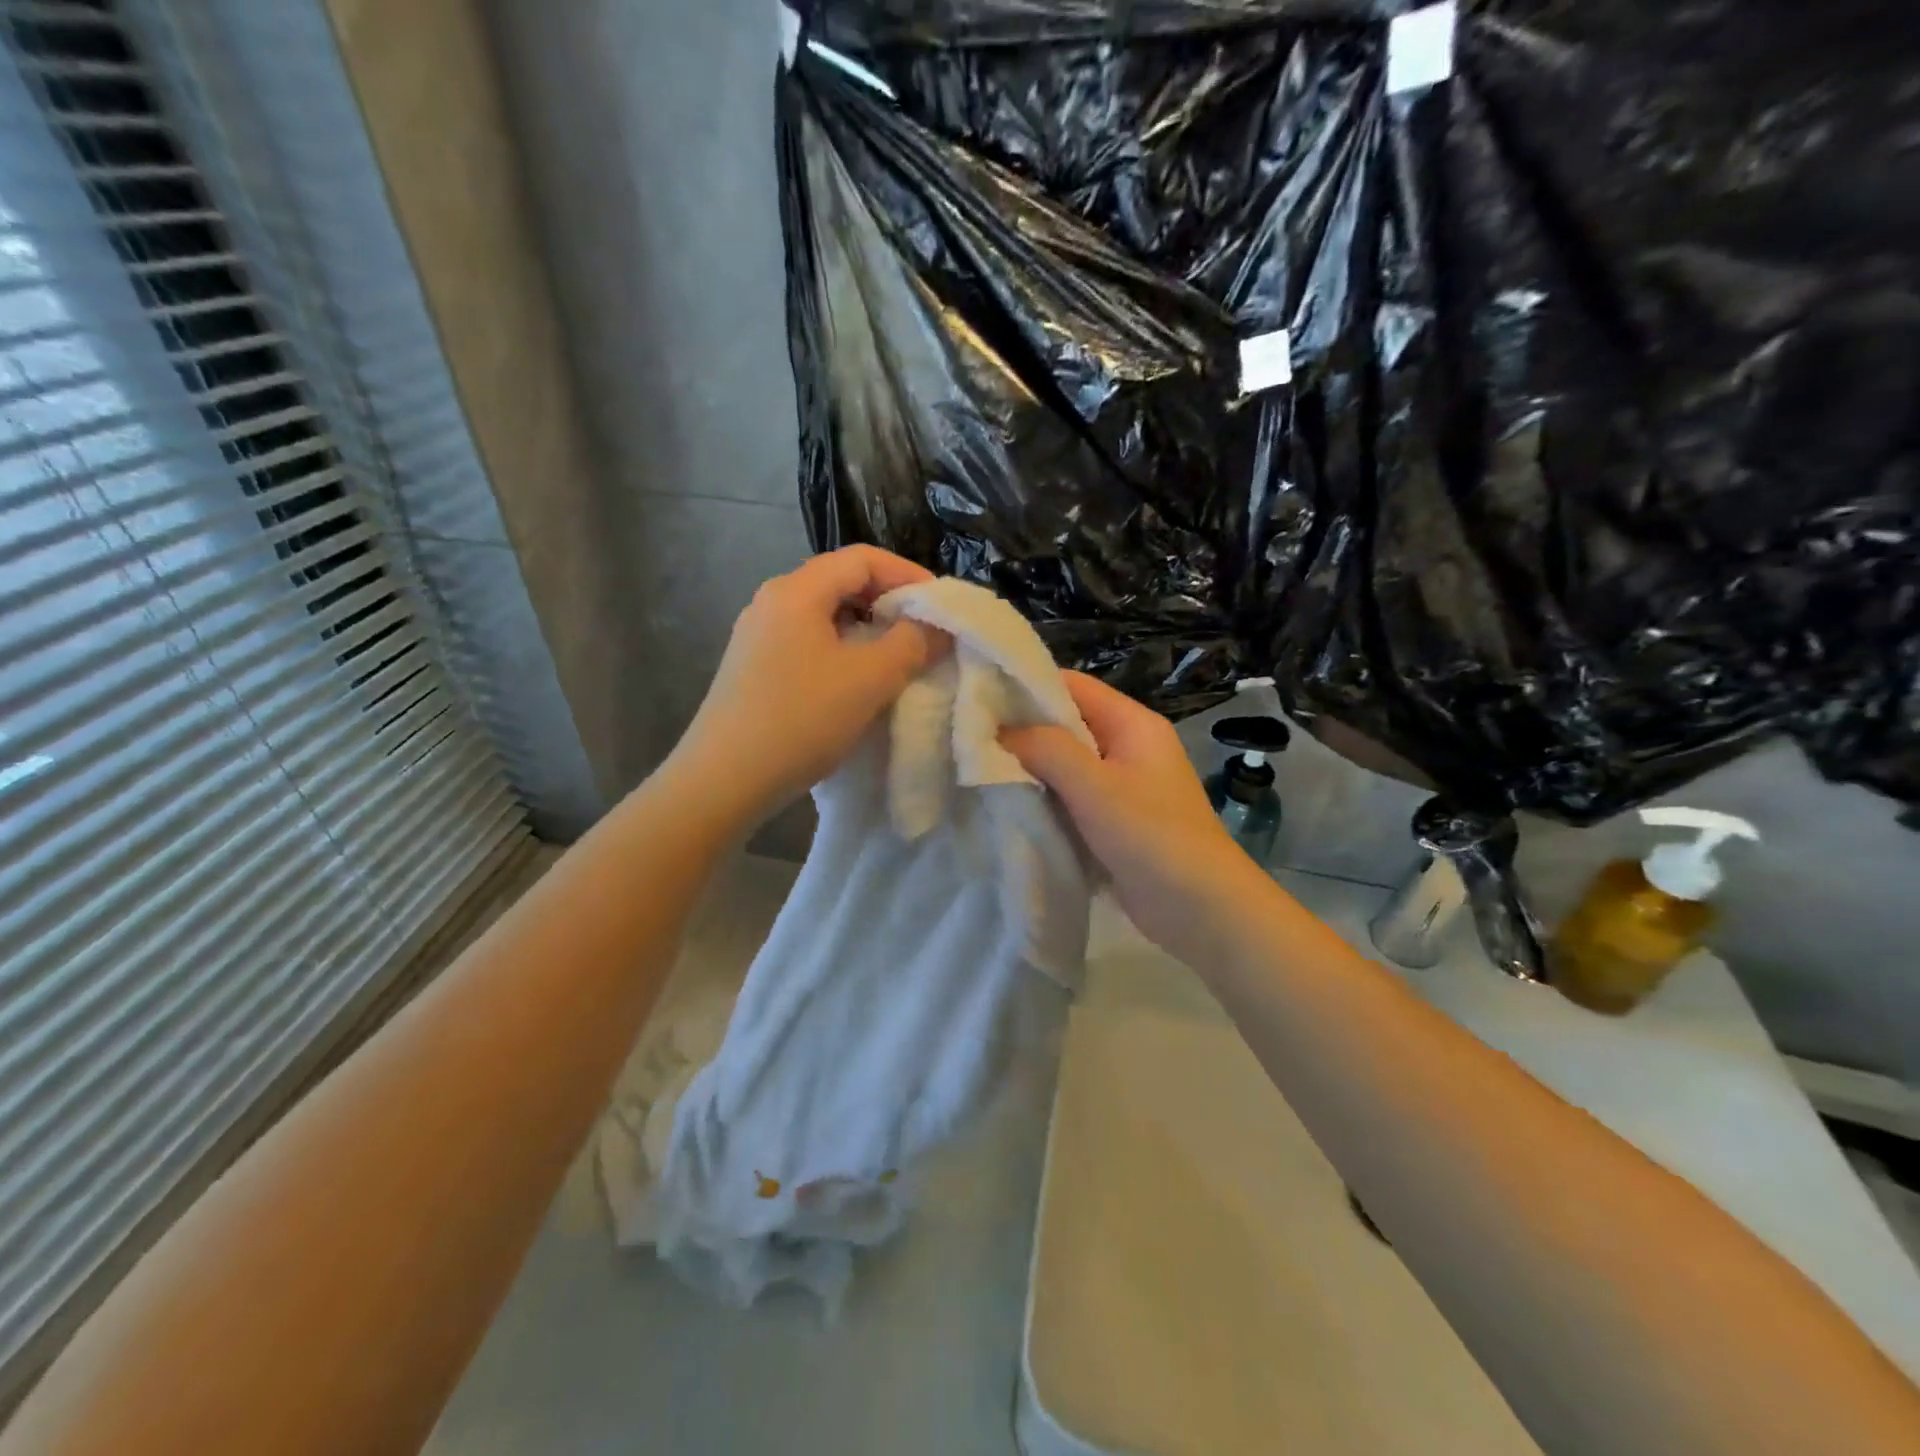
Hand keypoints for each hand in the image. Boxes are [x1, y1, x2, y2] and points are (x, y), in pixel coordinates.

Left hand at [668, 546, 948, 823]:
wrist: (723, 780)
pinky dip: (842, 650)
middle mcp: (772, 602)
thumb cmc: (801, 719)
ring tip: (897, 658)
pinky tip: (856, 682)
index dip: (908, 574)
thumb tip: (937, 625)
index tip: (940, 605)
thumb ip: (912, 643)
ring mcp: (758, 636)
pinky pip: (808, 643)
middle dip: (888, 601)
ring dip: (867, 629)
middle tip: (924, 631)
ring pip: (825, 615)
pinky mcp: (753, 668)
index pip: (862, 558)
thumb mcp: (869, 679)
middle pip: (841, 582)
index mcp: (796, 590)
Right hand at [1003, 672, 1261, 963]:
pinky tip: (1008, 803)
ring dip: (1030, 768)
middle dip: (1022, 731)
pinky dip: (1044, 798)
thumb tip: (999, 731)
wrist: (1202, 910)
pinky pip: (1071, 796)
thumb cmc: (1152, 836)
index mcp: (1132, 723)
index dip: (1026, 687)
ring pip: (1064, 763)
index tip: (978, 698)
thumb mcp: (1095, 786)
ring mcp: (1121, 785)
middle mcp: (1127, 746)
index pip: (1072, 685)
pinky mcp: (1113, 820)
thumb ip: (1047, 749)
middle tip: (969, 738)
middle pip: (1066, 723)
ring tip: (978, 770)